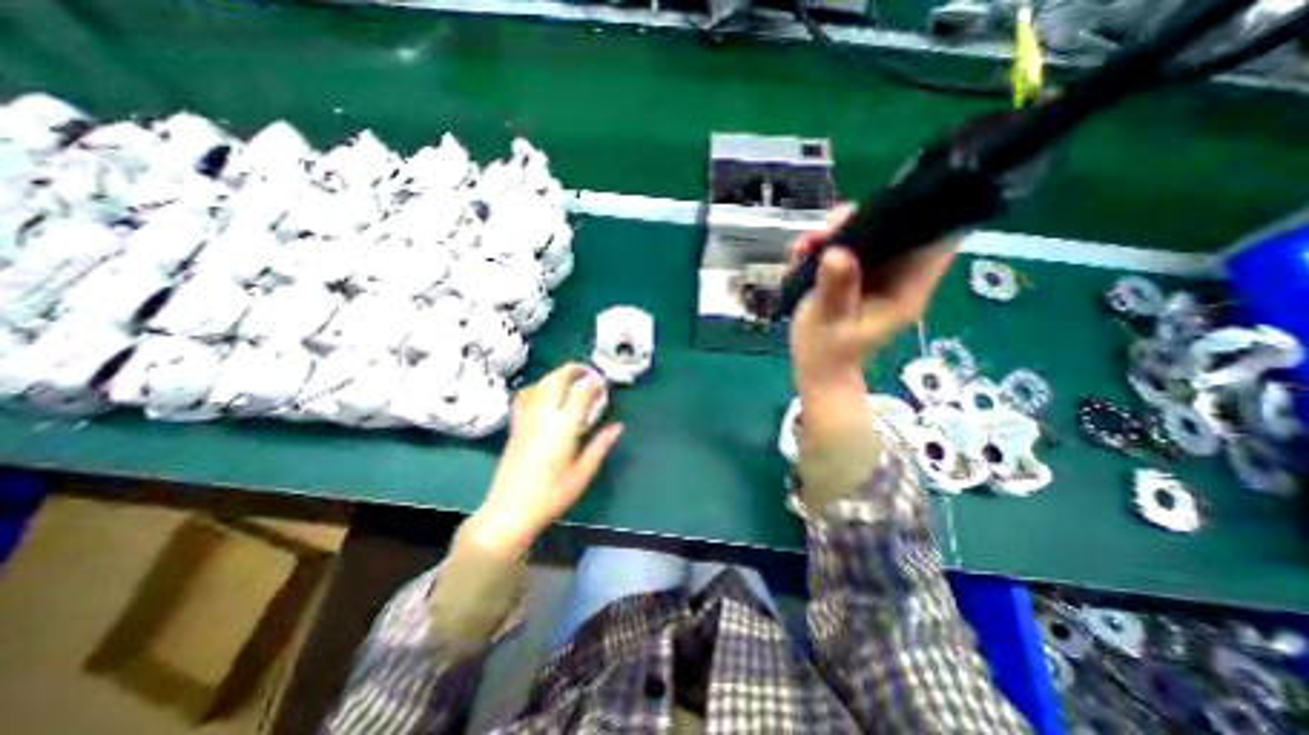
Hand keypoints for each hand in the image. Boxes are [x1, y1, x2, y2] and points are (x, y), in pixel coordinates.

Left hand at [465, 363, 621, 557]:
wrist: (509, 512)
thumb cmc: (551, 496)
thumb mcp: (583, 473)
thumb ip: (600, 445)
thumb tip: (617, 426)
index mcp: (563, 429)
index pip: (581, 394)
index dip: (595, 384)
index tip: (604, 383)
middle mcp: (543, 417)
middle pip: (556, 380)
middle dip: (573, 370)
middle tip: (588, 372)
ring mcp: (526, 419)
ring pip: (540, 384)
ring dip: (556, 375)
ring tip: (570, 377)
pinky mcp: (515, 426)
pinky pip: (524, 396)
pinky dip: (536, 387)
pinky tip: (543, 392)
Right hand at [787, 206, 951, 430]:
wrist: (818, 369)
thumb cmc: (827, 352)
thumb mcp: (829, 321)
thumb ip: (836, 288)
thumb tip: (837, 251)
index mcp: (906, 289)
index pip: (934, 239)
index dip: (916, 214)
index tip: (875, 209)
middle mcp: (898, 276)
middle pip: (896, 229)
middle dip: (860, 220)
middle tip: (823, 231)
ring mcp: (876, 275)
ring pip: (869, 235)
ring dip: (837, 232)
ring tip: (805, 244)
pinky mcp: (856, 276)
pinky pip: (848, 247)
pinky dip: (826, 244)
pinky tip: (802, 253)